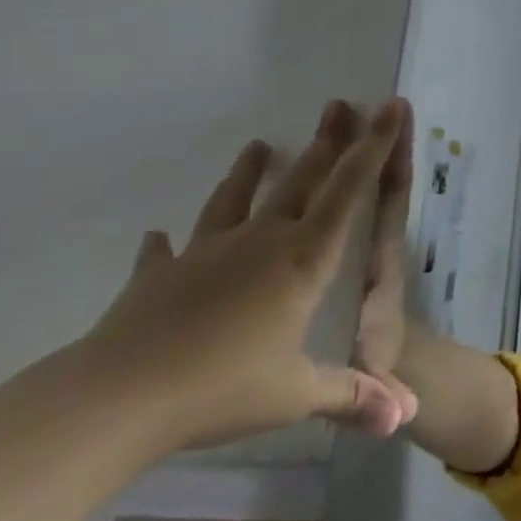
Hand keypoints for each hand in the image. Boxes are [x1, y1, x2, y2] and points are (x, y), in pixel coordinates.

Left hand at [74, 99, 419, 451]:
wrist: (113, 401)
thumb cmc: (220, 388)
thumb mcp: (296, 395)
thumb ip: (353, 397)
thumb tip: (407, 417)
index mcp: (302, 260)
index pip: (349, 191)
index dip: (373, 146)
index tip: (389, 107)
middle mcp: (260, 242)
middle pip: (301, 181)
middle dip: (328, 142)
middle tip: (341, 104)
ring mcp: (205, 254)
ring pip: (236, 199)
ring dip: (251, 170)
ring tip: (261, 142)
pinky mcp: (159, 277)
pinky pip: (166, 252)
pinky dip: (166, 243)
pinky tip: (159, 234)